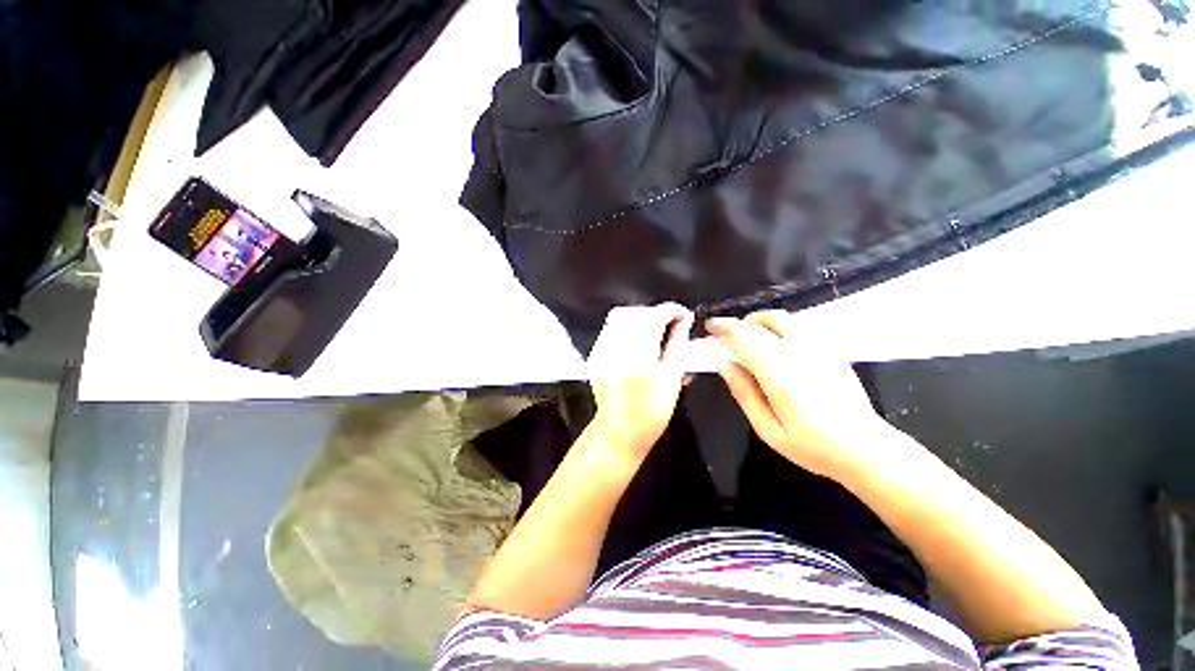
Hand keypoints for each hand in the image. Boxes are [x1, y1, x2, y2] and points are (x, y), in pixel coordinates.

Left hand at [587, 303, 693, 457]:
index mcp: (638, 358)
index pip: (654, 318)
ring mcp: (602, 351)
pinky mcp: (596, 354)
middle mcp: (616, 350)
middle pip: (637, 313)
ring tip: (656, 330)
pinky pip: (611, 328)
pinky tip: (639, 338)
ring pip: (622, 316)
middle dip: (657, 313)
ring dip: (642, 317)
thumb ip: (678, 345)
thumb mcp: (672, 379)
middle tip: (672, 324)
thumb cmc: (650, 413)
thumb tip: (684, 322)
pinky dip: (628, 326)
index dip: (671, 311)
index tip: (683, 314)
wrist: (620, 431)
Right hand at [706, 311, 895, 480]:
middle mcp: (799, 352)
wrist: (866, 448)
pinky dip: (776, 327)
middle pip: (760, 322)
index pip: (744, 336)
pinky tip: (773, 345)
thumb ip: (743, 392)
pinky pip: (797, 325)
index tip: (710, 327)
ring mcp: (818, 347)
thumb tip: (724, 364)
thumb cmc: (812, 445)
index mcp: (780, 372)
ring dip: (757, 322)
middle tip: (725, 337)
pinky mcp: (830, 348)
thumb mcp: (767, 428)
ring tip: (747, 339)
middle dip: (737, 324)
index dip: (723, 327)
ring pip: (780, 318)